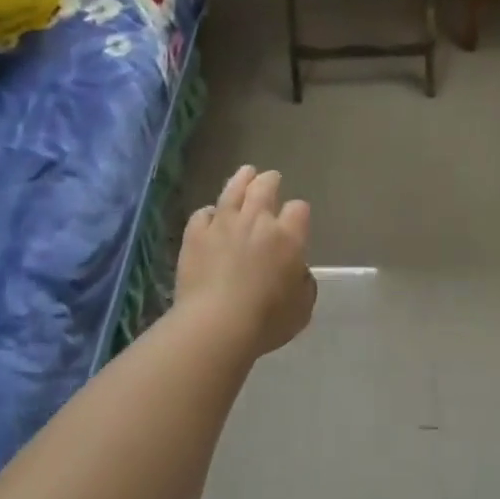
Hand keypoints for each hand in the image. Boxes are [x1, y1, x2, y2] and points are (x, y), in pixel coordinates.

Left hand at [176, 166, 316, 358]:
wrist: (216, 325)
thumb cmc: (266, 321)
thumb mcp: (302, 308)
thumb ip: (303, 283)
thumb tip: (297, 272)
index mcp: (288, 237)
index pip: (298, 210)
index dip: (298, 213)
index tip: (296, 220)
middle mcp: (257, 221)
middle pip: (265, 187)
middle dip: (270, 181)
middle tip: (271, 179)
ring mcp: (223, 224)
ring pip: (233, 190)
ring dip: (241, 179)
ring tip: (246, 173)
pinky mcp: (196, 235)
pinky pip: (203, 214)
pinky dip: (209, 214)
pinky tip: (210, 216)